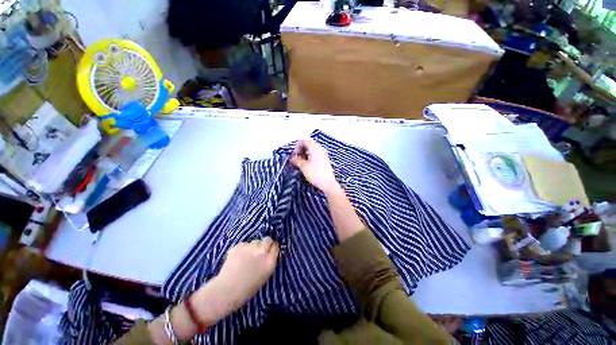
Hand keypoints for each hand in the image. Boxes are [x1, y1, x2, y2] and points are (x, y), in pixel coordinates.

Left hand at [194, 237, 279, 320]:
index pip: (275, 248)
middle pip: (267, 240)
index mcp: (270, 263)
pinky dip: (242, 249)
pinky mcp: (237, 247)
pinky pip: (243, 244)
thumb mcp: (264, 276)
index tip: (270, 251)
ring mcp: (248, 248)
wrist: (230, 288)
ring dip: (253, 247)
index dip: (272, 248)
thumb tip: (265, 258)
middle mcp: (261, 253)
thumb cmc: (248, 289)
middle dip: (264, 244)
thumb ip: (266, 265)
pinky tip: (238, 257)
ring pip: (254, 242)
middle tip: (259, 250)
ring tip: (247, 256)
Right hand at [291, 139, 339, 193]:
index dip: (297, 146)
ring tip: (300, 163)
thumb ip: (296, 160)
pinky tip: (307, 166)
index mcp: (315, 148)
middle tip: (296, 158)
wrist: (328, 184)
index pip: (305, 141)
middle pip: (308, 144)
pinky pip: (315, 156)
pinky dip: (309, 158)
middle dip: (301, 150)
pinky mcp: (324, 161)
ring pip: (312, 150)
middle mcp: (320, 150)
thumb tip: (292, 158)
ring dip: (305, 154)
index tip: (294, 154)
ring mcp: (323, 155)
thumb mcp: (303, 167)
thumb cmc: (315, 174)